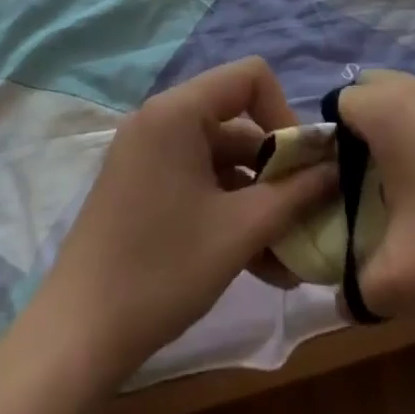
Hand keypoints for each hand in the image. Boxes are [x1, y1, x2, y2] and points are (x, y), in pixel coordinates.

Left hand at [31, 58, 336, 383]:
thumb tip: (337, 169)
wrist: (77, 336)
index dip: (285, 113)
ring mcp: (148, 155)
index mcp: (177, 111)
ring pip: (222, 162)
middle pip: (238, 123)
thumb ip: (295, 194)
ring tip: (292, 259)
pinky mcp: (142, 187)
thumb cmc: (163, 270)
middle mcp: (160, 120)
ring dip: (259, 202)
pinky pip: (199, 183)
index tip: (302, 165)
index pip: (250, 77)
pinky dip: (230, 213)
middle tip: (308, 217)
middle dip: (278, 171)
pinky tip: (262, 266)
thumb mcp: (239, 231)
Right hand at [337, 71, 414, 330]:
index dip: (331, 141)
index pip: (339, 102)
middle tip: (372, 183)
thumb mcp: (400, 280)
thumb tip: (347, 295)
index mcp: (390, 108)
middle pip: (377, 90)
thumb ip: (357, 286)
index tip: (340, 186)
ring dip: (408, 132)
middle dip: (366, 128)